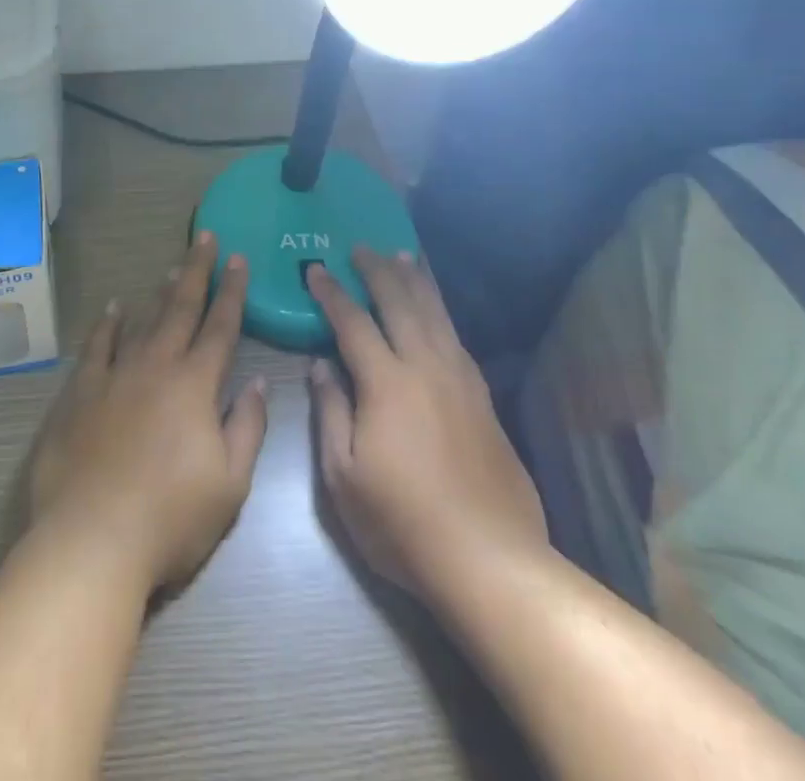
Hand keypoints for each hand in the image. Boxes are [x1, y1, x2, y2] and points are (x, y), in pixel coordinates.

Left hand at [28, 232, 269, 594]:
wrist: (92, 541)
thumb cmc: (171, 519)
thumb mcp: (230, 484)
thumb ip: (247, 427)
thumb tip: (257, 382)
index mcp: (196, 386)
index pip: (221, 327)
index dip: (232, 291)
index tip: (239, 259)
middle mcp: (157, 367)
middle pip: (181, 309)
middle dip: (197, 271)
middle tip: (205, 238)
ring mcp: (115, 376)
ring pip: (143, 321)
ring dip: (160, 293)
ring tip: (172, 266)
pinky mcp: (80, 393)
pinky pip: (96, 346)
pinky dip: (106, 324)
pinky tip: (112, 308)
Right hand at [307, 248, 546, 599]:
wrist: (489, 557)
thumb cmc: (402, 523)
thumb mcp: (344, 477)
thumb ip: (330, 412)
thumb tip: (321, 365)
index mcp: (387, 383)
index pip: (353, 322)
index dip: (332, 293)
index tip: (315, 269)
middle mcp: (426, 367)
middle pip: (400, 304)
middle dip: (377, 271)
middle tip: (360, 247)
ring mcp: (461, 379)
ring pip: (435, 313)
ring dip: (415, 281)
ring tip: (403, 255)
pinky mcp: (483, 397)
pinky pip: (457, 336)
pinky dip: (442, 311)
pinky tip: (437, 309)